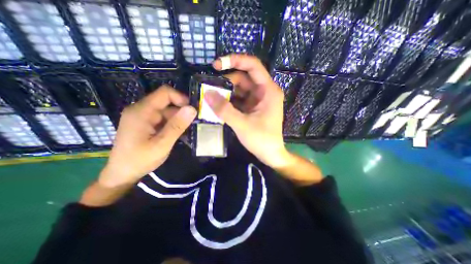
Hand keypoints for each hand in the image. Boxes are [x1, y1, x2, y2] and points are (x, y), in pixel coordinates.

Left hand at [98, 85, 195, 186]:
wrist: (122, 174)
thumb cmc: (140, 160)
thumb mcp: (162, 144)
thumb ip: (177, 126)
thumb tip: (192, 109)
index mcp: (142, 111)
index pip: (165, 93)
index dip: (181, 98)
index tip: (192, 111)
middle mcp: (140, 109)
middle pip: (166, 101)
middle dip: (181, 111)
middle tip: (191, 124)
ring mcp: (142, 116)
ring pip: (166, 110)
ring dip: (177, 118)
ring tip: (185, 131)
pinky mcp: (144, 122)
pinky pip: (162, 117)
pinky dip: (172, 123)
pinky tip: (176, 133)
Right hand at [205, 54, 291, 168]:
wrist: (270, 154)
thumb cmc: (262, 140)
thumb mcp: (242, 124)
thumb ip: (224, 109)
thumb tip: (207, 94)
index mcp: (268, 90)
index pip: (252, 66)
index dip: (235, 60)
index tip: (216, 65)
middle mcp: (264, 91)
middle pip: (243, 78)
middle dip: (226, 81)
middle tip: (208, 87)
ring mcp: (258, 100)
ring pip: (239, 89)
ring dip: (225, 92)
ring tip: (210, 97)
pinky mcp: (252, 107)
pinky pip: (239, 99)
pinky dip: (229, 101)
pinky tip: (218, 105)